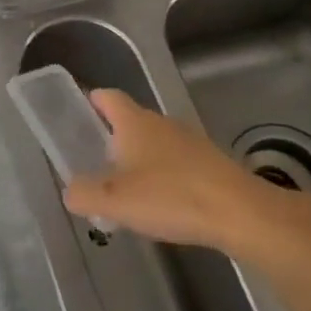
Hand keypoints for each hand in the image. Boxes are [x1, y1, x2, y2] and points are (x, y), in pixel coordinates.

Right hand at [62, 90, 280, 250]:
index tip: (77, 113)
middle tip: (94, 162)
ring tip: (125, 190)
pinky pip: (175, 164)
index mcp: (134, 122)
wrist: (240, 213)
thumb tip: (70, 190)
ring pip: (154, 144)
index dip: (91, 100)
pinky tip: (160, 205)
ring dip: (138, 160)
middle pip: (130, 121)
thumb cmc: (171, 196)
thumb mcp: (115, 200)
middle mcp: (161, 123)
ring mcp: (189, 142)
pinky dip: (162, 177)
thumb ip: (84, 193)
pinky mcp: (210, 165)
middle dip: (111, 137)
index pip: (108, 97)